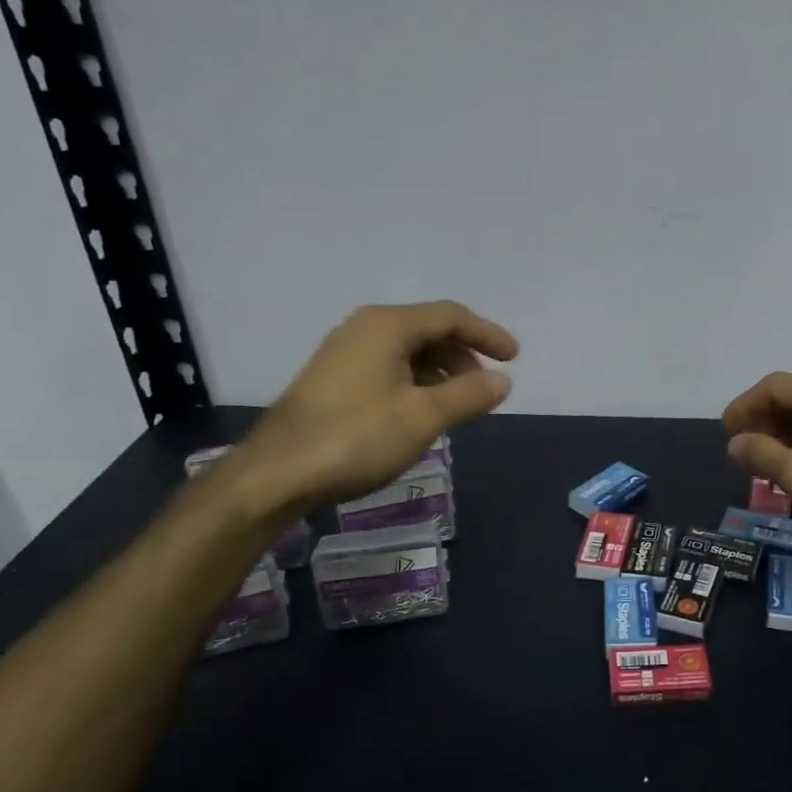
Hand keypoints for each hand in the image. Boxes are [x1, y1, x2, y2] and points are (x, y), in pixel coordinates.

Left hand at [220, 301, 517, 522]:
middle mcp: (364, 329)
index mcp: (387, 326)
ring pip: (408, 351)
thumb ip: (468, 395)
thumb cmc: (356, 438)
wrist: (276, 474)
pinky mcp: (333, 380)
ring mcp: (344, 354)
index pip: (450, 316)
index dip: (487, 334)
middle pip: (428, 329)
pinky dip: (416, 382)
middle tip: (485, 388)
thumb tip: (503, 380)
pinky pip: (388, 368)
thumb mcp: (423, 417)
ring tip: (459, 404)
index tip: (514, 358)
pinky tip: (422, 412)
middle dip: (464, 355)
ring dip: (441, 372)